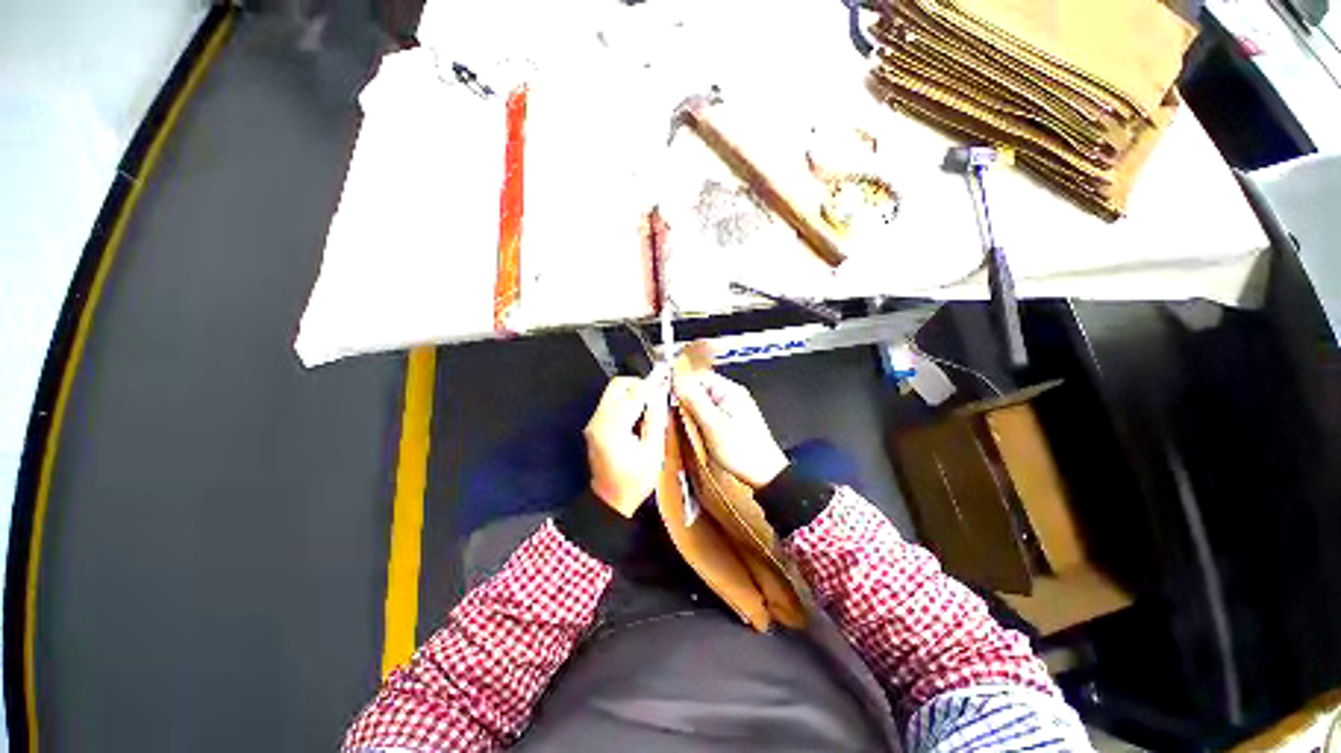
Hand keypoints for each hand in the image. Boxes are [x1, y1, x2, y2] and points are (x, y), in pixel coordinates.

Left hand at [584, 372, 670, 516]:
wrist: (610, 501)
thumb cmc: (635, 481)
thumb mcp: (653, 452)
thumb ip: (655, 418)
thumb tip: (660, 392)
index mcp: (612, 428)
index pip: (633, 395)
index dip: (651, 384)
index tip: (665, 376)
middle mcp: (598, 420)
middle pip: (617, 386)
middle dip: (639, 384)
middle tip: (657, 394)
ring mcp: (593, 422)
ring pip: (613, 392)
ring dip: (633, 392)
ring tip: (651, 404)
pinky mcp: (594, 425)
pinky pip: (611, 403)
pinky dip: (627, 401)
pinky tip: (639, 414)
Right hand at [672, 371, 787, 488]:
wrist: (763, 473)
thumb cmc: (742, 451)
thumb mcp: (711, 424)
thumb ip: (693, 400)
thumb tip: (678, 381)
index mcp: (729, 390)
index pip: (698, 376)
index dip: (682, 386)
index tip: (671, 400)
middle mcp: (732, 395)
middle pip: (700, 389)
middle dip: (688, 403)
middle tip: (685, 420)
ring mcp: (733, 407)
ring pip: (704, 403)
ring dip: (694, 414)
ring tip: (696, 430)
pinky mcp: (732, 420)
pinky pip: (710, 414)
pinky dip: (703, 422)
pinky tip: (703, 435)